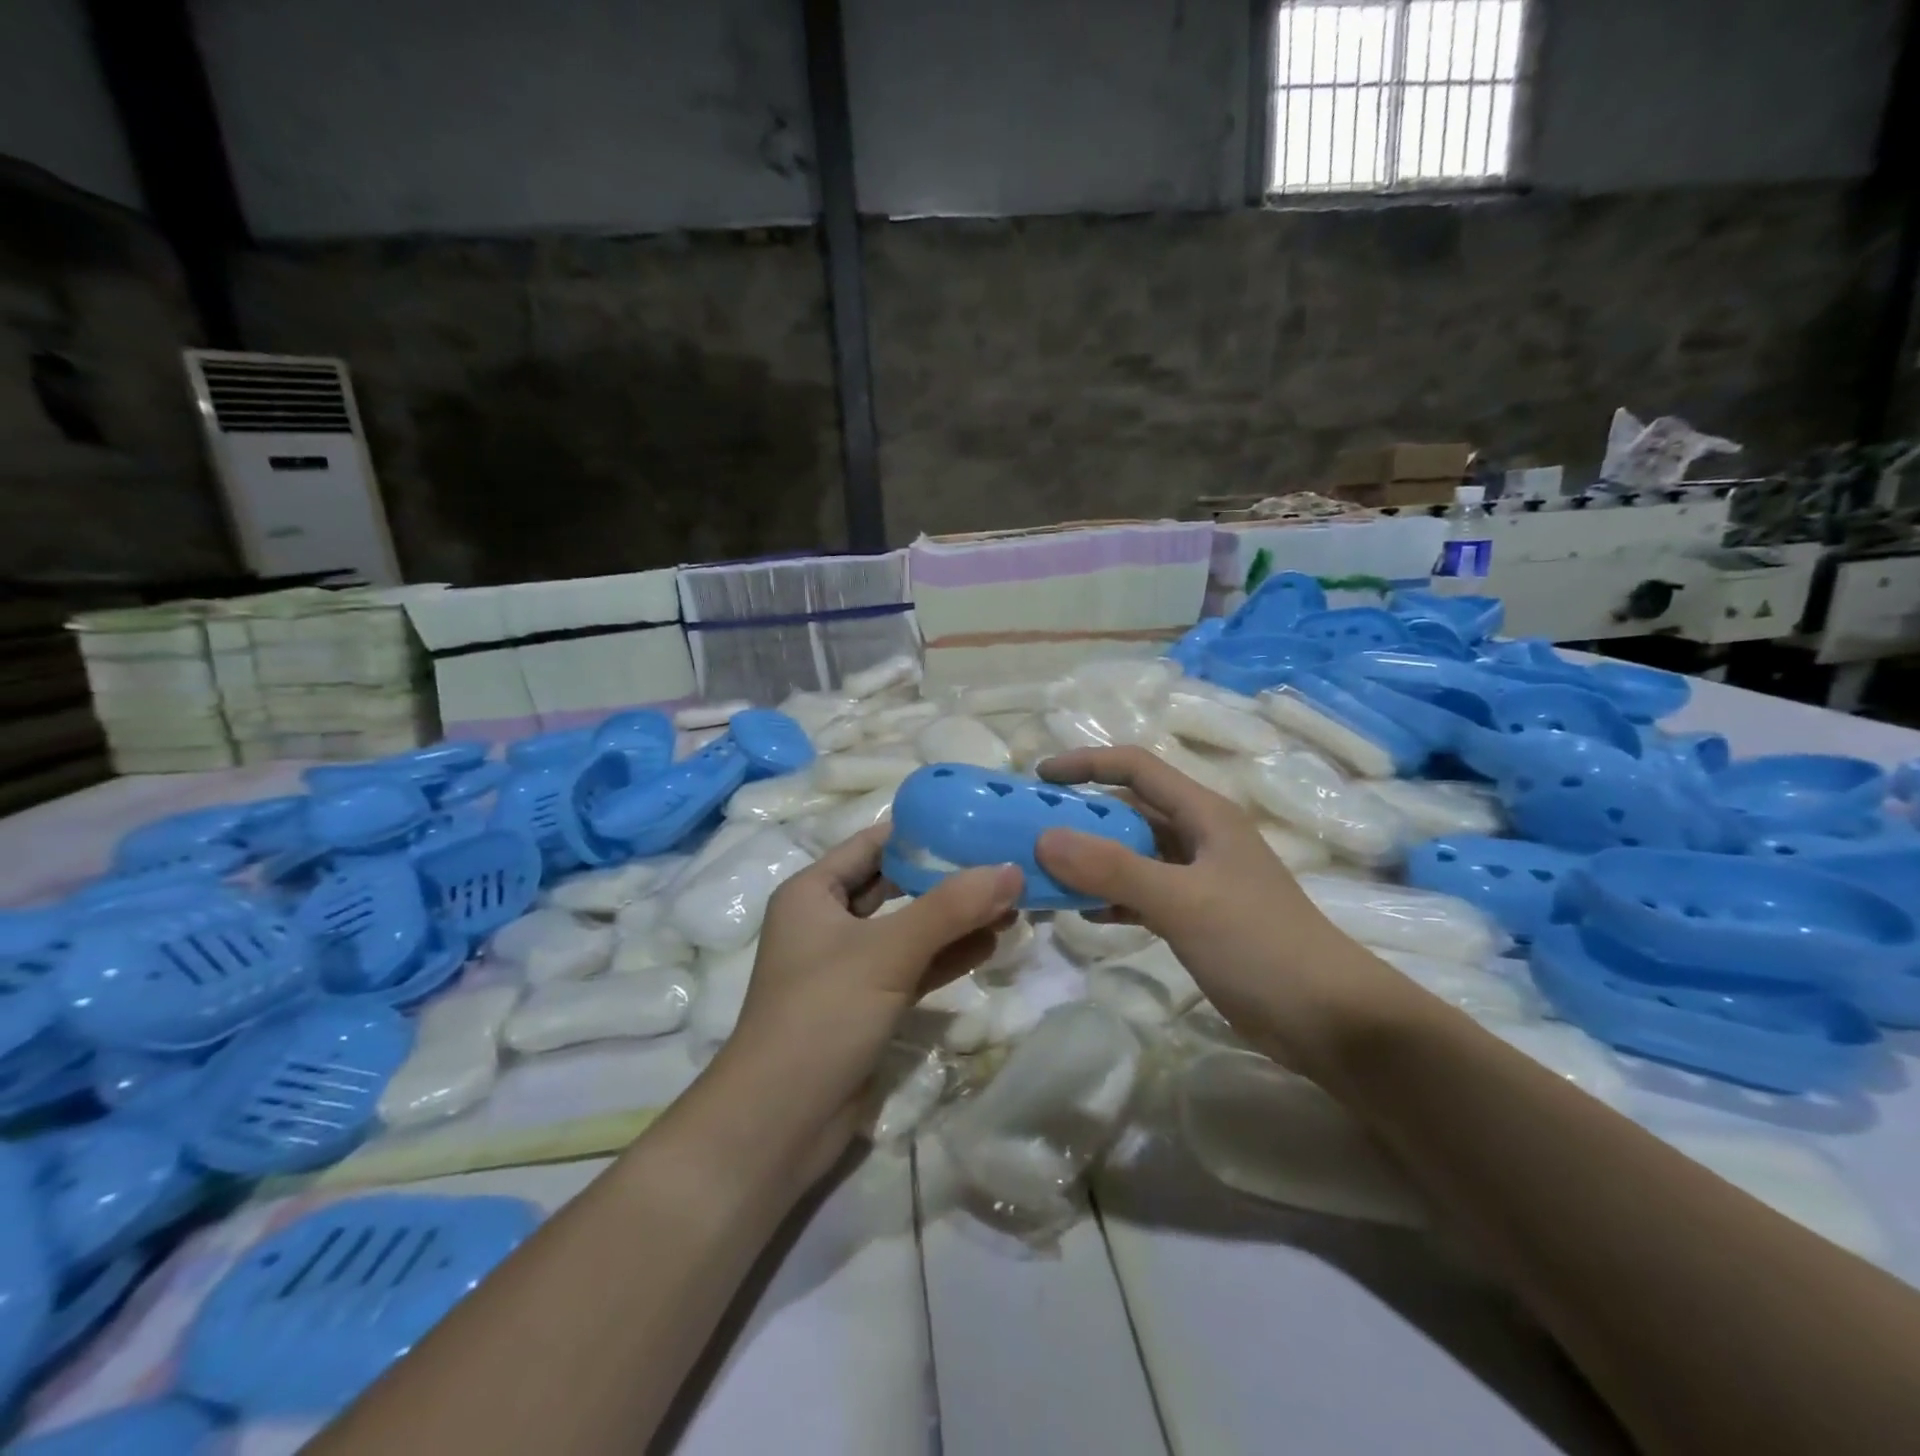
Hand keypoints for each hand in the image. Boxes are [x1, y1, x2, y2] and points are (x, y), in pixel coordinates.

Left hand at [718, 825, 1021, 1154]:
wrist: (778, 1124)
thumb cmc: (821, 1015)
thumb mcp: (887, 952)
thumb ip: (951, 908)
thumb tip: (1012, 869)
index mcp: (813, 891)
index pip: (874, 844)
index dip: (923, 830)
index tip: (978, 821)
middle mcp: (829, 920)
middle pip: (897, 884)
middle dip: (949, 878)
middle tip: (1005, 864)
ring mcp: (849, 966)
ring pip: (911, 928)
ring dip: (956, 918)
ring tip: (1011, 904)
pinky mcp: (868, 1004)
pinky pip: (914, 966)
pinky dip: (948, 955)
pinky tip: (991, 945)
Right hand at [1034, 746, 1403, 1075]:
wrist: (1332, 1020)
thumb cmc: (1260, 946)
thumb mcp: (1182, 901)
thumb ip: (1113, 869)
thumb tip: (1044, 837)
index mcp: (1204, 815)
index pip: (1137, 768)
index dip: (1087, 764)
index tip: (1038, 778)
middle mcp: (1201, 837)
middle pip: (1131, 811)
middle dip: (1082, 818)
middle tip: (1032, 834)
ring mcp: (1200, 878)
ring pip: (1134, 855)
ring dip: (1092, 861)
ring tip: (1047, 876)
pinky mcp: (1199, 916)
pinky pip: (1143, 892)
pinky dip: (1112, 897)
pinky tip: (1086, 915)